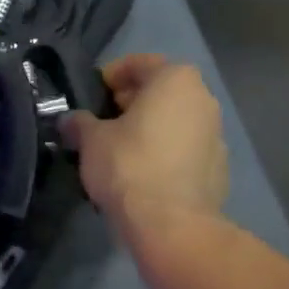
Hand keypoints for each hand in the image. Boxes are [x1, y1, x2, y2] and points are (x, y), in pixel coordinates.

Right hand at [60, 55, 227, 234]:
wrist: (172, 225)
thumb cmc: (129, 165)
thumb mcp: (91, 139)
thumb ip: (80, 123)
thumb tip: (69, 120)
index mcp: (176, 79)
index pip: (139, 64)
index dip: (111, 76)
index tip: (93, 95)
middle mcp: (203, 100)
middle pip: (161, 91)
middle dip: (132, 102)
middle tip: (104, 121)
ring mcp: (217, 135)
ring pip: (175, 121)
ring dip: (150, 128)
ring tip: (120, 149)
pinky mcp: (219, 169)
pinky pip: (185, 150)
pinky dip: (166, 153)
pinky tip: (143, 173)